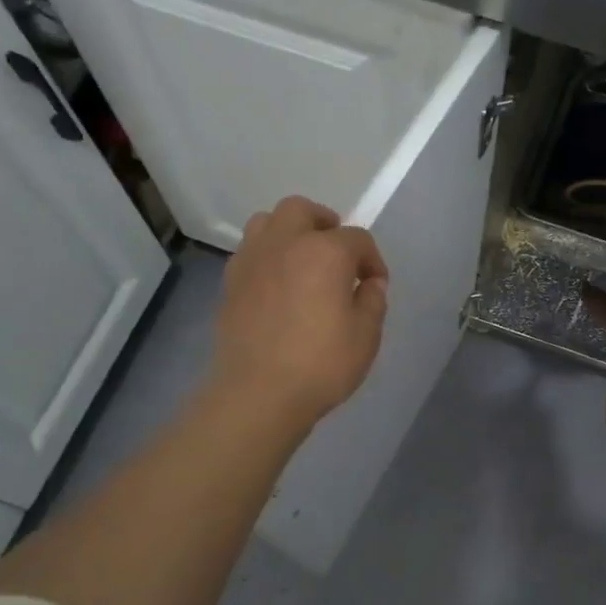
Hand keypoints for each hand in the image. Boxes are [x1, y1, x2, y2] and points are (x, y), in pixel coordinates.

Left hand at [211, 196, 388, 432]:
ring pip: (267, 222)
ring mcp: (252, 260)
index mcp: (325, 251)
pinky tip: (277, 286)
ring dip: (289, 233)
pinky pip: (250, 252)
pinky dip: (267, 257)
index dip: (372, 260)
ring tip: (302, 262)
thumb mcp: (366, 335)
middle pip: (302, 210)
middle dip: (324, 224)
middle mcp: (285, 244)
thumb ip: (372, 300)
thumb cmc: (321, 364)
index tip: (375, 285)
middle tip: (337, 253)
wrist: (258, 394)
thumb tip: (369, 284)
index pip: (357, 239)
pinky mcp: (230, 283)